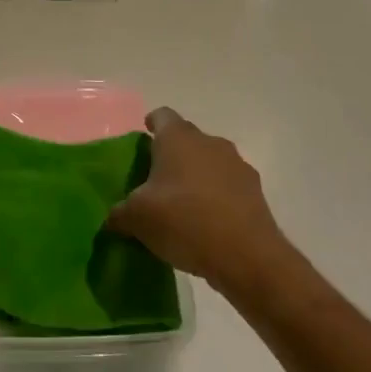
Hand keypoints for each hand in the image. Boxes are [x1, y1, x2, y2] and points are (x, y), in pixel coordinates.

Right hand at [106, 108, 289, 293]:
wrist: (246, 256)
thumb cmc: (184, 221)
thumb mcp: (137, 219)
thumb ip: (120, 212)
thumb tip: (115, 217)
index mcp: (178, 138)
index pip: (162, 116)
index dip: (151, 125)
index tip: (144, 141)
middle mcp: (209, 142)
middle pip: (186, 138)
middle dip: (172, 154)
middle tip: (156, 179)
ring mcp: (236, 165)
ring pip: (209, 161)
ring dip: (197, 175)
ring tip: (182, 203)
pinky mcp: (255, 190)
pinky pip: (228, 184)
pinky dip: (217, 196)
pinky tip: (207, 222)